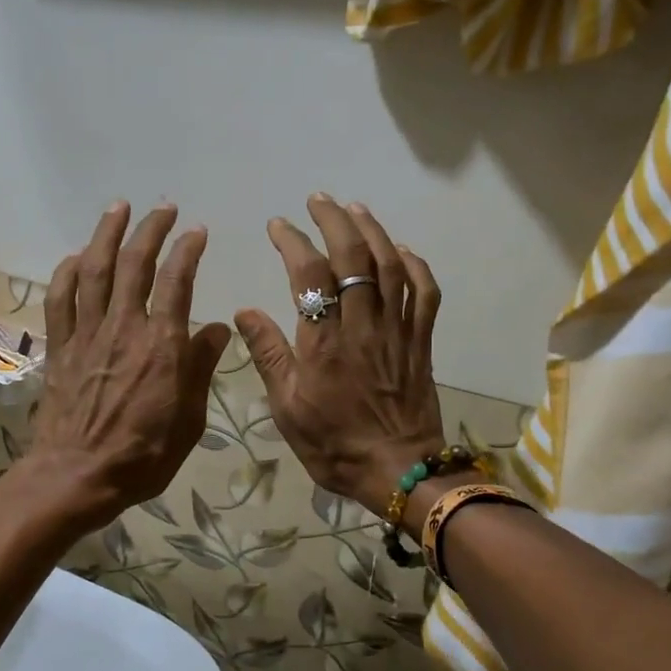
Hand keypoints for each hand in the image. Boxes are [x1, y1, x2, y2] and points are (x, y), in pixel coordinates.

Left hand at [28, 202, 231, 528]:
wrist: (78, 475)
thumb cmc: (144, 455)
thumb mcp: (190, 418)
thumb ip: (201, 367)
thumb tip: (217, 328)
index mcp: (163, 345)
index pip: (178, 281)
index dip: (188, 250)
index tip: (197, 231)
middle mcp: (124, 327)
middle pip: (135, 264)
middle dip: (151, 229)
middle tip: (163, 208)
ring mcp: (88, 334)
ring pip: (95, 270)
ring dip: (107, 234)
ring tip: (118, 208)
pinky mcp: (62, 347)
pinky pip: (61, 299)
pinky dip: (68, 272)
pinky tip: (78, 257)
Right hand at [235, 194, 444, 520]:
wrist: (399, 470)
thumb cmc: (335, 444)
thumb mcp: (288, 408)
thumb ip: (269, 355)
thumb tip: (245, 311)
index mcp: (324, 342)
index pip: (309, 275)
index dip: (293, 242)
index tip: (278, 226)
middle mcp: (363, 325)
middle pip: (354, 257)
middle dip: (335, 220)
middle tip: (318, 200)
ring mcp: (397, 330)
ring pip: (391, 266)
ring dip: (373, 231)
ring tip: (355, 209)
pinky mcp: (420, 341)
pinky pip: (424, 293)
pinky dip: (415, 265)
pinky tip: (402, 251)